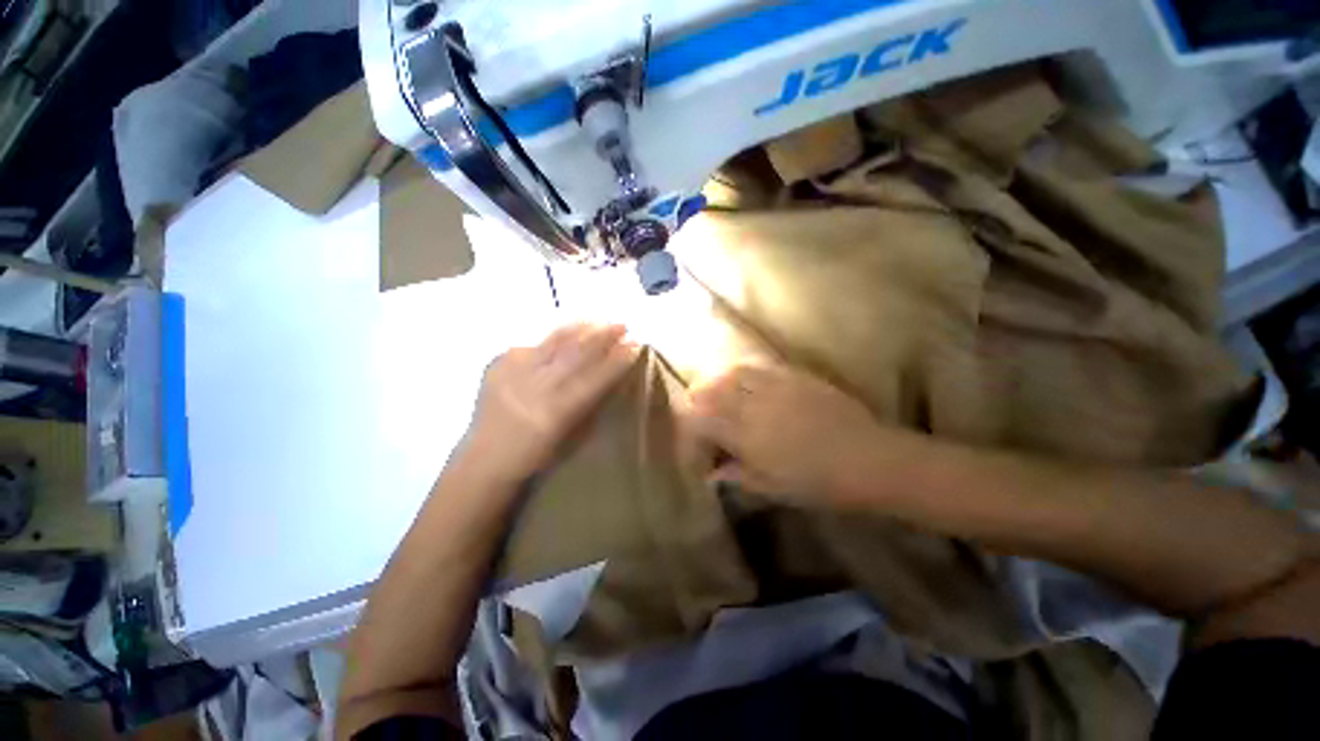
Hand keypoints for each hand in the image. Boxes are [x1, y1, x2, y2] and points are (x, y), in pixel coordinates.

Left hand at [460, 323, 639, 487]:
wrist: (483, 460)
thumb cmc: (535, 456)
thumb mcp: (568, 436)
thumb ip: (588, 405)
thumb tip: (610, 375)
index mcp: (554, 413)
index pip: (593, 379)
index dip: (616, 361)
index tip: (635, 346)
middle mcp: (534, 389)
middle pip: (574, 355)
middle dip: (602, 337)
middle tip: (622, 326)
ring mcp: (512, 374)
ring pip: (552, 343)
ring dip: (579, 330)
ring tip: (598, 321)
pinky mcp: (497, 366)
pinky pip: (530, 345)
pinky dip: (551, 339)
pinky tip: (564, 334)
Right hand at [686, 362, 891, 504]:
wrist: (871, 459)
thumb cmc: (819, 482)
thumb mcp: (772, 487)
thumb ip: (736, 475)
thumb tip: (712, 473)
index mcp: (745, 435)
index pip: (699, 421)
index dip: (690, 433)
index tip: (697, 448)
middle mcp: (753, 404)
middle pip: (708, 390)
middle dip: (696, 403)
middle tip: (701, 419)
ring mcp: (773, 385)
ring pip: (730, 373)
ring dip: (717, 384)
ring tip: (719, 397)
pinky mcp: (793, 375)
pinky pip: (756, 366)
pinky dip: (741, 373)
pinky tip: (744, 384)